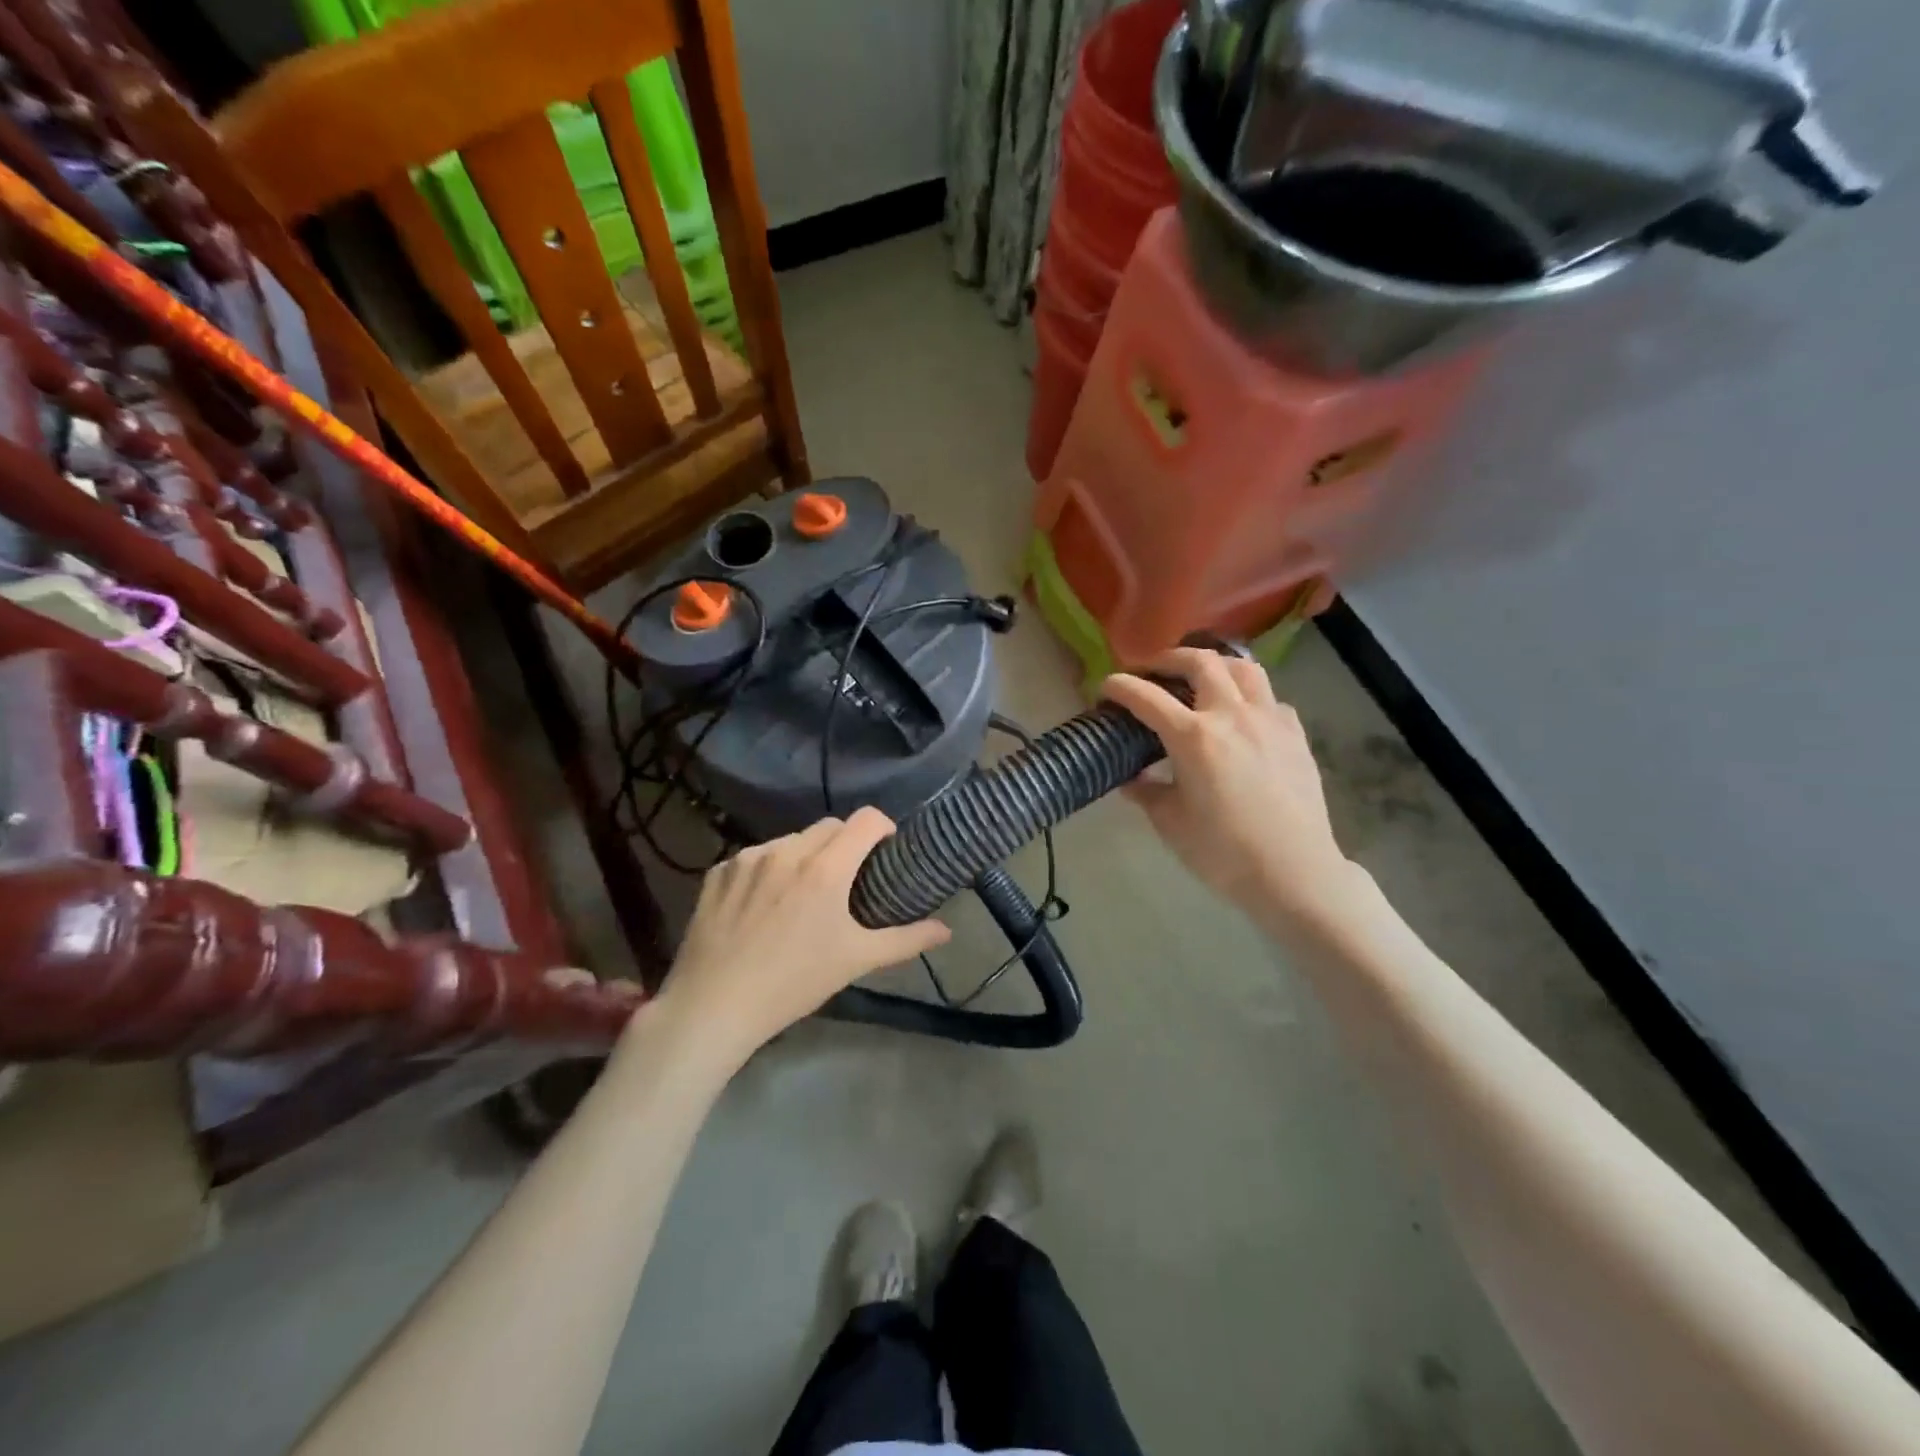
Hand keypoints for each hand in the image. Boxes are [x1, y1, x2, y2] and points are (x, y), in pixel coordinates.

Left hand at [648, 808, 950, 1065]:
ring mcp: (748, 858)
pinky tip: (762, 905)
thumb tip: (948, 930)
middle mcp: (787, 850)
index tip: (886, 851)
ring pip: (790, 840)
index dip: (883, 828)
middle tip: (848, 878)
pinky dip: (768, 870)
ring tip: (803, 893)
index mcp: (826, 868)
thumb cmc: (794, 982)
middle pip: (829, 826)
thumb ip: (906, 940)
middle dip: (845, 843)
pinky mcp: (718, 871)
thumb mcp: (856, 961)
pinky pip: (754, 857)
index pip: (866, 820)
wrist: (713, 1005)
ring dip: (805, 856)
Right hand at [1102, 649, 1356, 928]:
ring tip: (1199, 678)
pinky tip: (1241, 715)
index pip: (1146, 697)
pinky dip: (1247, 695)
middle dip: (1168, 659)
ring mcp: (1269, 720)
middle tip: (1151, 671)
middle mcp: (1231, 715)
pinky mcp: (1295, 734)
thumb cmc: (1224, 852)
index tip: (1104, 686)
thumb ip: (1146, 792)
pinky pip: (1269, 698)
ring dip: (1214, 665)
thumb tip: (1130, 778)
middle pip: (1199, 662)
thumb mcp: (1170, 823)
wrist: (1295, 873)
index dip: (1120, 686)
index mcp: (1193, 737)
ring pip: (1242, 668)